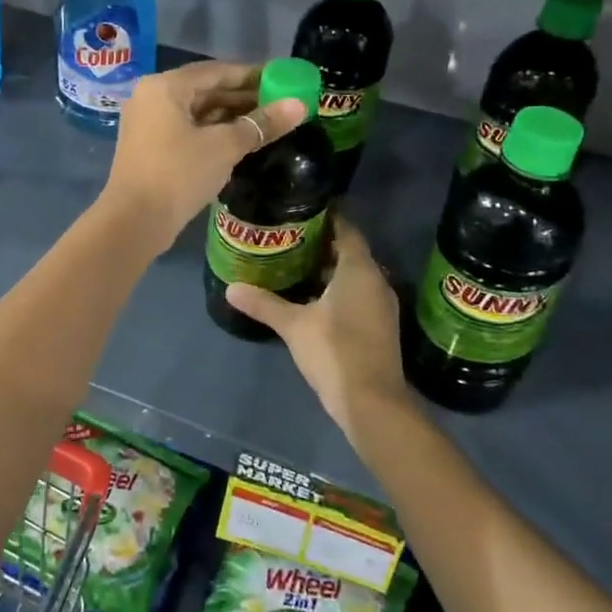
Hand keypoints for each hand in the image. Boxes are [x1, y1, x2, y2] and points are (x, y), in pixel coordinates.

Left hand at [97, 60, 307, 251]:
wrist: (134, 221)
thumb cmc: (178, 174)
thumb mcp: (224, 147)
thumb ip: (261, 124)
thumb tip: (300, 105)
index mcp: (165, 86)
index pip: (216, 71)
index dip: (252, 75)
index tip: (283, 80)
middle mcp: (152, 97)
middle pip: (205, 89)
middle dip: (242, 97)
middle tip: (280, 104)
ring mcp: (147, 123)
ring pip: (196, 111)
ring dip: (229, 116)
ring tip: (266, 123)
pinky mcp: (149, 147)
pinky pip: (186, 129)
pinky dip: (212, 131)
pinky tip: (239, 141)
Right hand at [224, 214, 413, 442]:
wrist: (372, 403)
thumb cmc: (334, 352)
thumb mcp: (293, 326)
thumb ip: (263, 304)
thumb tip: (231, 288)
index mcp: (359, 270)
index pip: (347, 229)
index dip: (327, 216)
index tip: (302, 208)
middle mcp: (376, 281)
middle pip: (350, 251)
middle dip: (322, 243)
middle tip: (289, 235)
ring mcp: (381, 305)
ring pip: (354, 275)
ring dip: (329, 268)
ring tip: (294, 262)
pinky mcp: (379, 325)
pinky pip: (357, 294)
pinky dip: (337, 289)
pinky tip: (311, 297)